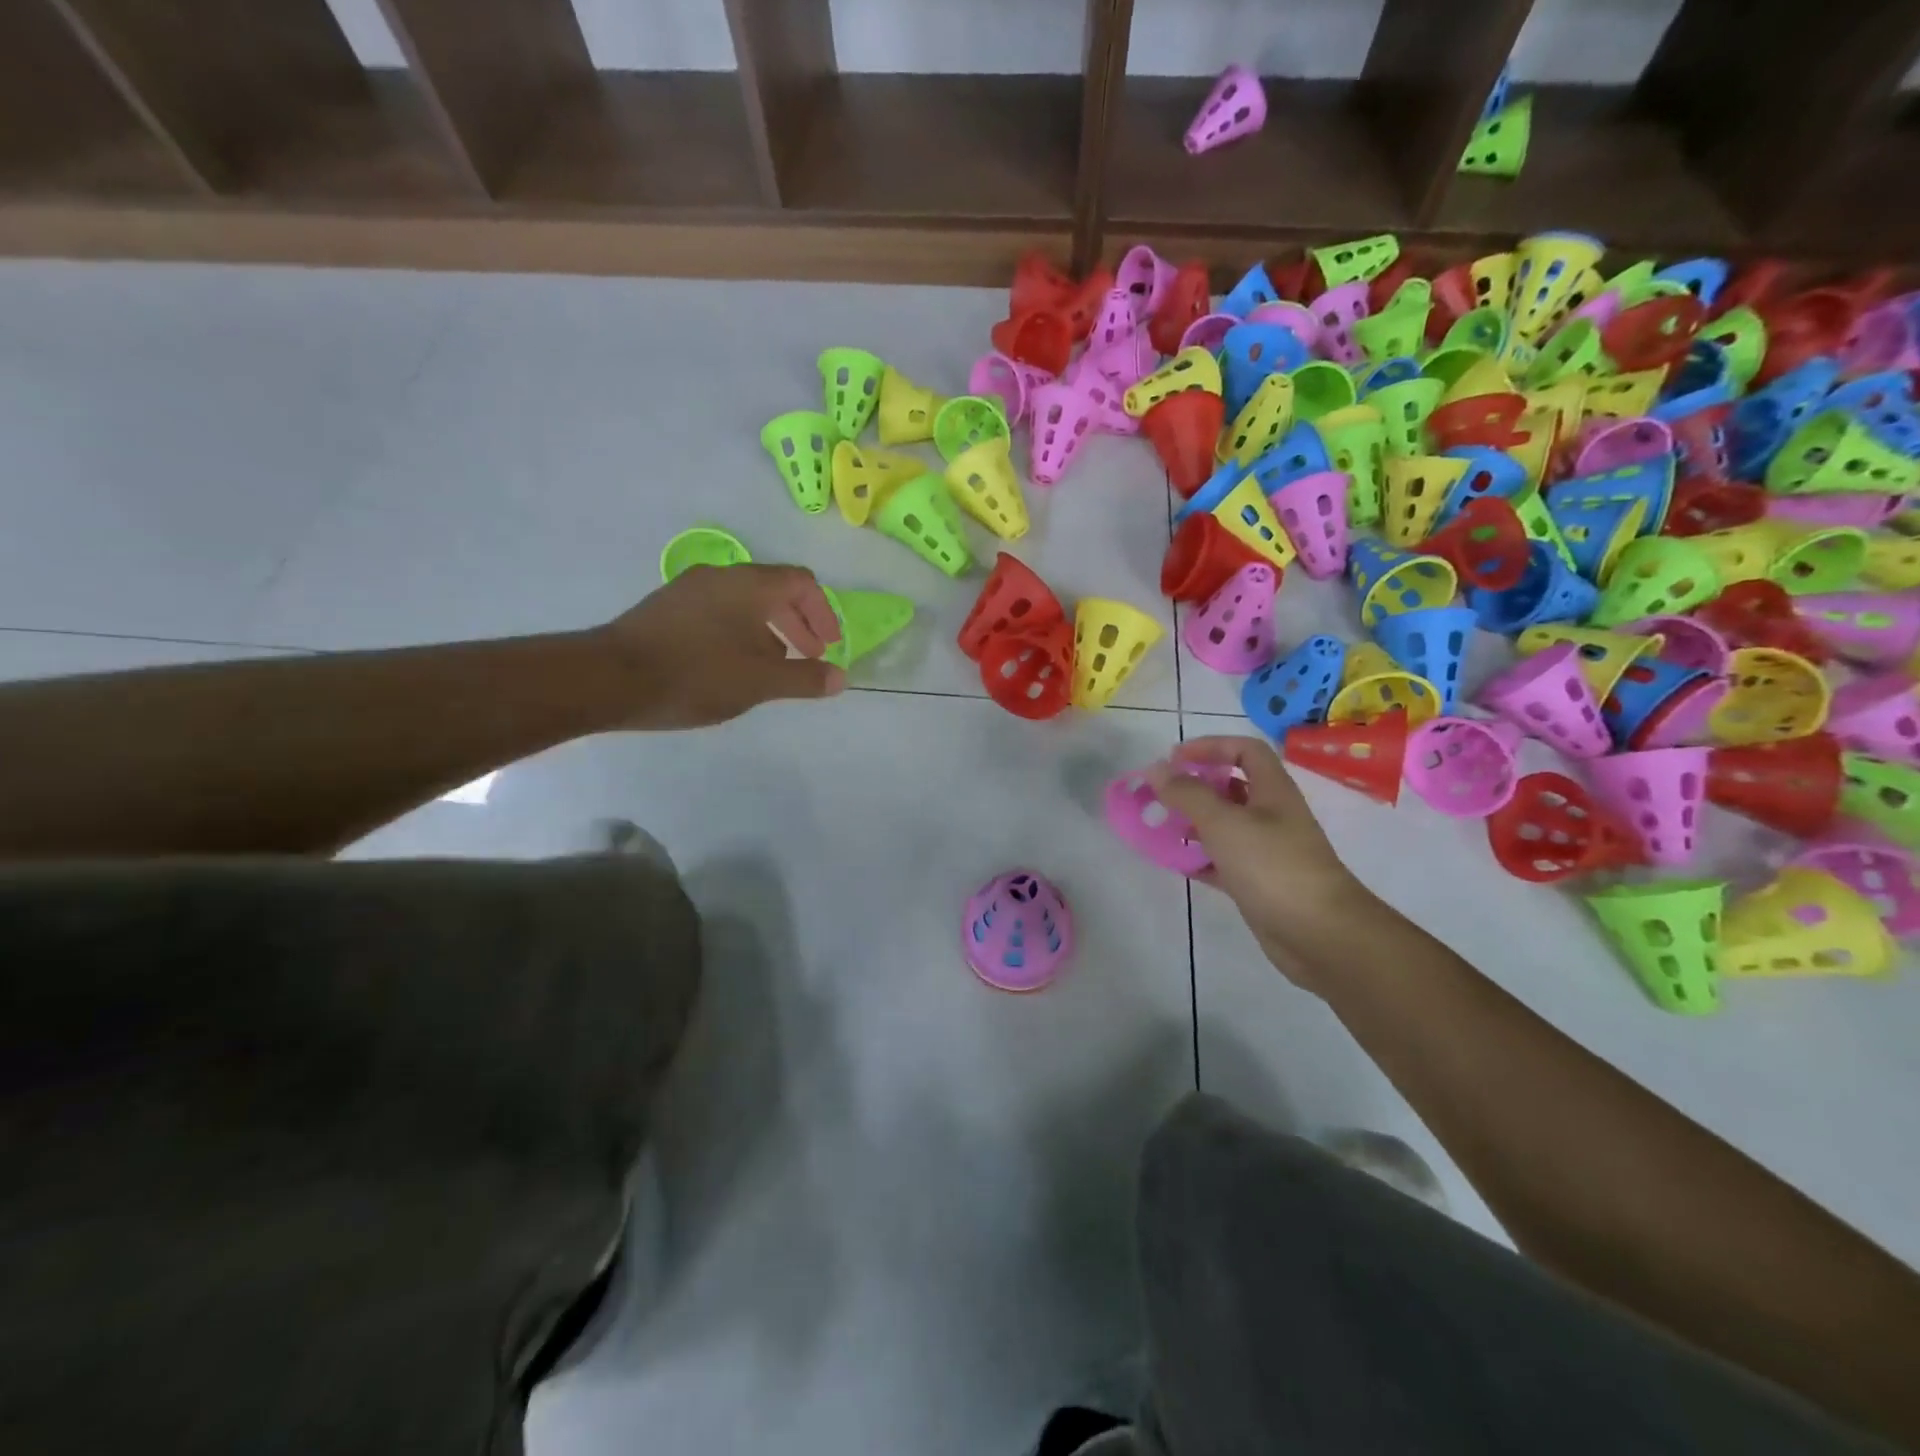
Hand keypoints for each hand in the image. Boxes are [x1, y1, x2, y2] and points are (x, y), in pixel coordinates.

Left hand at [598, 564, 845, 728]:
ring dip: (769, 630)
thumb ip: (805, 678)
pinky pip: (718, 611)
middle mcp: (722, 576)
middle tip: (808, 656)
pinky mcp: (666, 607)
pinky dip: (739, 632)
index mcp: (751, 585)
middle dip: (798, 623)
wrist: (610, 678)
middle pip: (774, 590)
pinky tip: (731, 666)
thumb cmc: (697, 674)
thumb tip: (840, 678)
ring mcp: (689, 589)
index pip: (803, 583)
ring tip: (773, 666)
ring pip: (744, 602)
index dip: (824, 613)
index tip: (829, 646)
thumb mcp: (760, 682)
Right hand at [1147, 735, 1371, 988]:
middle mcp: (1272, 815)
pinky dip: (1200, 859)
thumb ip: (1188, 794)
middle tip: (1160, 796)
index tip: (1174, 759)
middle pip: (1232, 788)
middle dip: (1195, 787)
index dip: (1210, 746)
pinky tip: (1177, 864)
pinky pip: (1223, 861)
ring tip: (1161, 828)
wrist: (1319, 934)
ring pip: (1225, 826)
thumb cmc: (1272, 866)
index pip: (1244, 751)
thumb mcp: (1224, 823)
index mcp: (1272, 791)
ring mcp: (1267, 851)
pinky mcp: (1259, 882)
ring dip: (1193, 823)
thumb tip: (1156, 769)